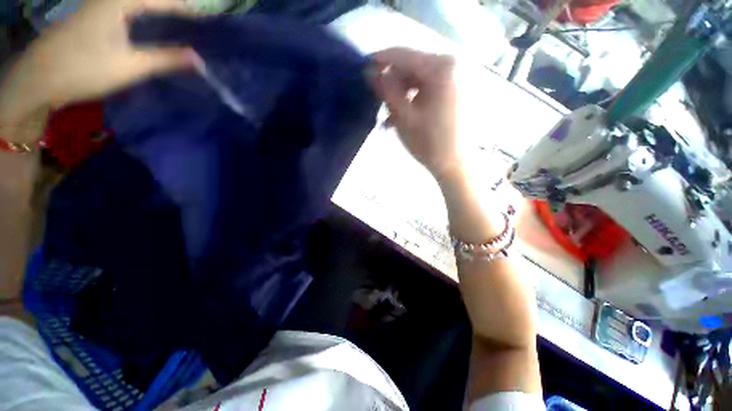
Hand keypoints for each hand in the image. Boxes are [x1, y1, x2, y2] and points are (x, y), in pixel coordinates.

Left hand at [0, 0, 195, 138]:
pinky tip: (151, 29)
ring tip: (178, 26)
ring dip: (158, 13)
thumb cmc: (85, 68)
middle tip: (194, 23)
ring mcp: (98, 7)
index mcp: (119, 2)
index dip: (185, 9)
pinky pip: (125, 11)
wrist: (39, 79)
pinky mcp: (91, 19)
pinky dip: (143, 18)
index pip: (161, 0)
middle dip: (172, 8)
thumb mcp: (131, 65)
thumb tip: (200, 60)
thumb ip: (166, 59)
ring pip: (136, 5)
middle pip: (148, 0)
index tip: (206, 21)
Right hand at [369, 47, 460, 177]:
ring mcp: (454, 77)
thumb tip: (370, 71)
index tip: (363, 67)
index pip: (403, 55)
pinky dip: (412, 100)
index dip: (380, 60)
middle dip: (392, 84)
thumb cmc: (429, 143)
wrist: (454, 163)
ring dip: (400, 95)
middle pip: (411, 66)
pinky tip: (402, 116)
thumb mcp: (403, 116)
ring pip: (417, 79)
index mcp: (441, 67)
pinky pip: (427, 88)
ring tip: (389, 118)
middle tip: (379, 102)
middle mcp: (451, 65)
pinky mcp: (454, 89)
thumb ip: (386, 90)